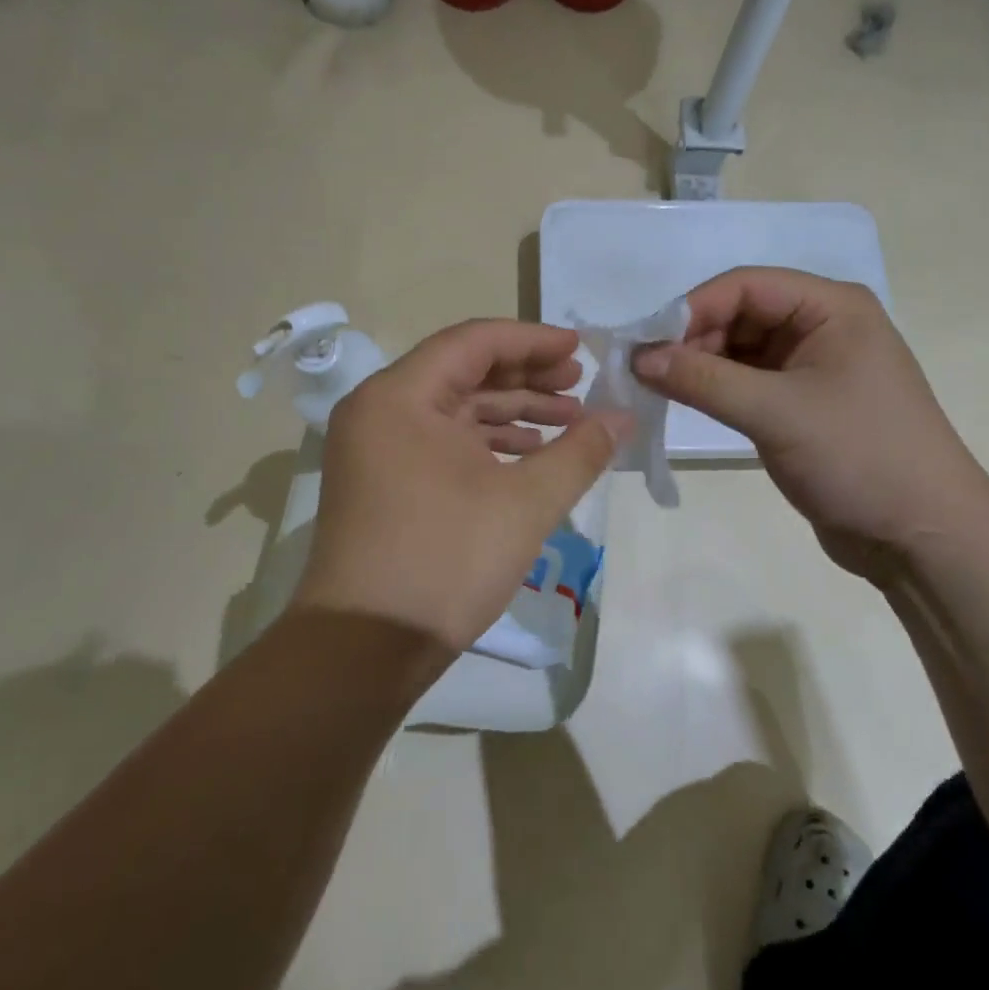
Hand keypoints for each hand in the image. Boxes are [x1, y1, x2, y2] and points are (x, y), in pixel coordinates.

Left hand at [295, 321, 629, 652]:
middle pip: (463, 371)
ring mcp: (376, 446)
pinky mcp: (383, 479)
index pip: (474, 341)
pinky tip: (529, 454)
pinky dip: (487, 442)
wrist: (365, 649)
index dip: (533, 340)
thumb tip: (623, 417)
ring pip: (454, 408)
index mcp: (400, 396)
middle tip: (580, 385)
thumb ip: (580, 451)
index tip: (581, 349)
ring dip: (512, 411)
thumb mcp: (526, 502)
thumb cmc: (445, 561)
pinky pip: (441, 440)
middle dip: (527, 376)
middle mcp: (379, 409)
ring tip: (569, 422)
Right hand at [633, 267, 988, 581]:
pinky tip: (688, 402)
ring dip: (701, 365)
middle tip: (647, 373)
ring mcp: (814, 366)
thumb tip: (637, 357)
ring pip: (741, 348)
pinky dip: (718, 389)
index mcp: (831, 307)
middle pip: (741, 313)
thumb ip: (702, 380)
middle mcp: (823, 326)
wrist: (922, 536)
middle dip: (693, 339)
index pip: (746, 286)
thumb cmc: (859, 457)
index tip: (646, 345)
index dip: (693, 309)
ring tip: (659, 390)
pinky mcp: (804, 403)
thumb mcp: (776, 413)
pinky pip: (750, 381)